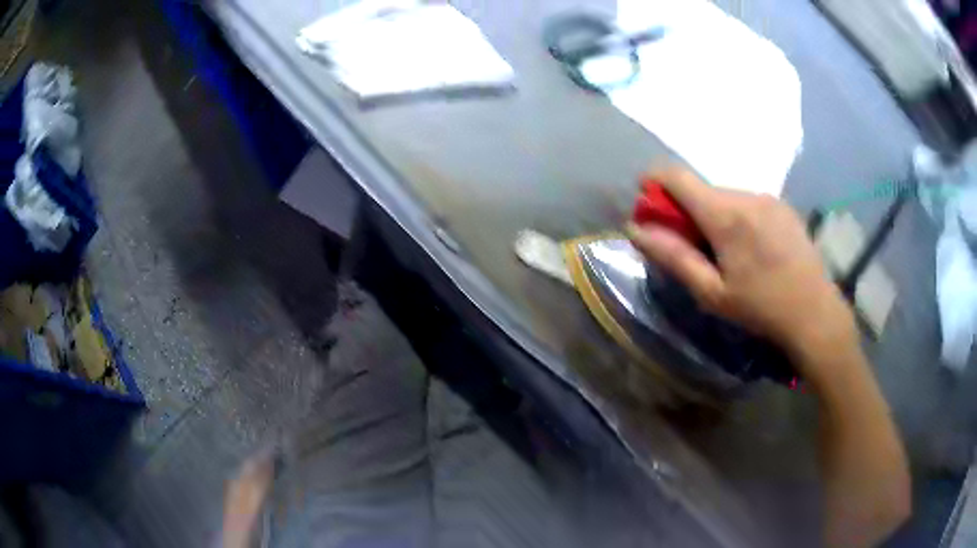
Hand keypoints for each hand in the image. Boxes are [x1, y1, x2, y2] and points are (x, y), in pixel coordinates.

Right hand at [627, 167, 857, 384]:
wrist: (814, 312)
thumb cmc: (760, 308)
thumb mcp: (711, 292)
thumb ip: (673, 257)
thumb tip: (636, 230)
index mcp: (725, 215)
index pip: (677, 176)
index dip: (654, 183)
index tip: (648, 206)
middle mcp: (746, 195)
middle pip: (701, 188)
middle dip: (686, 209)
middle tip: (691, 247)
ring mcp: (768, 198)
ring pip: (725, 195)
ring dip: (713, 214)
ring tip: (725, 253)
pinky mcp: (783, 206)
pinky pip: (747, 201)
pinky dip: (736, 216)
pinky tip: (750, 248)